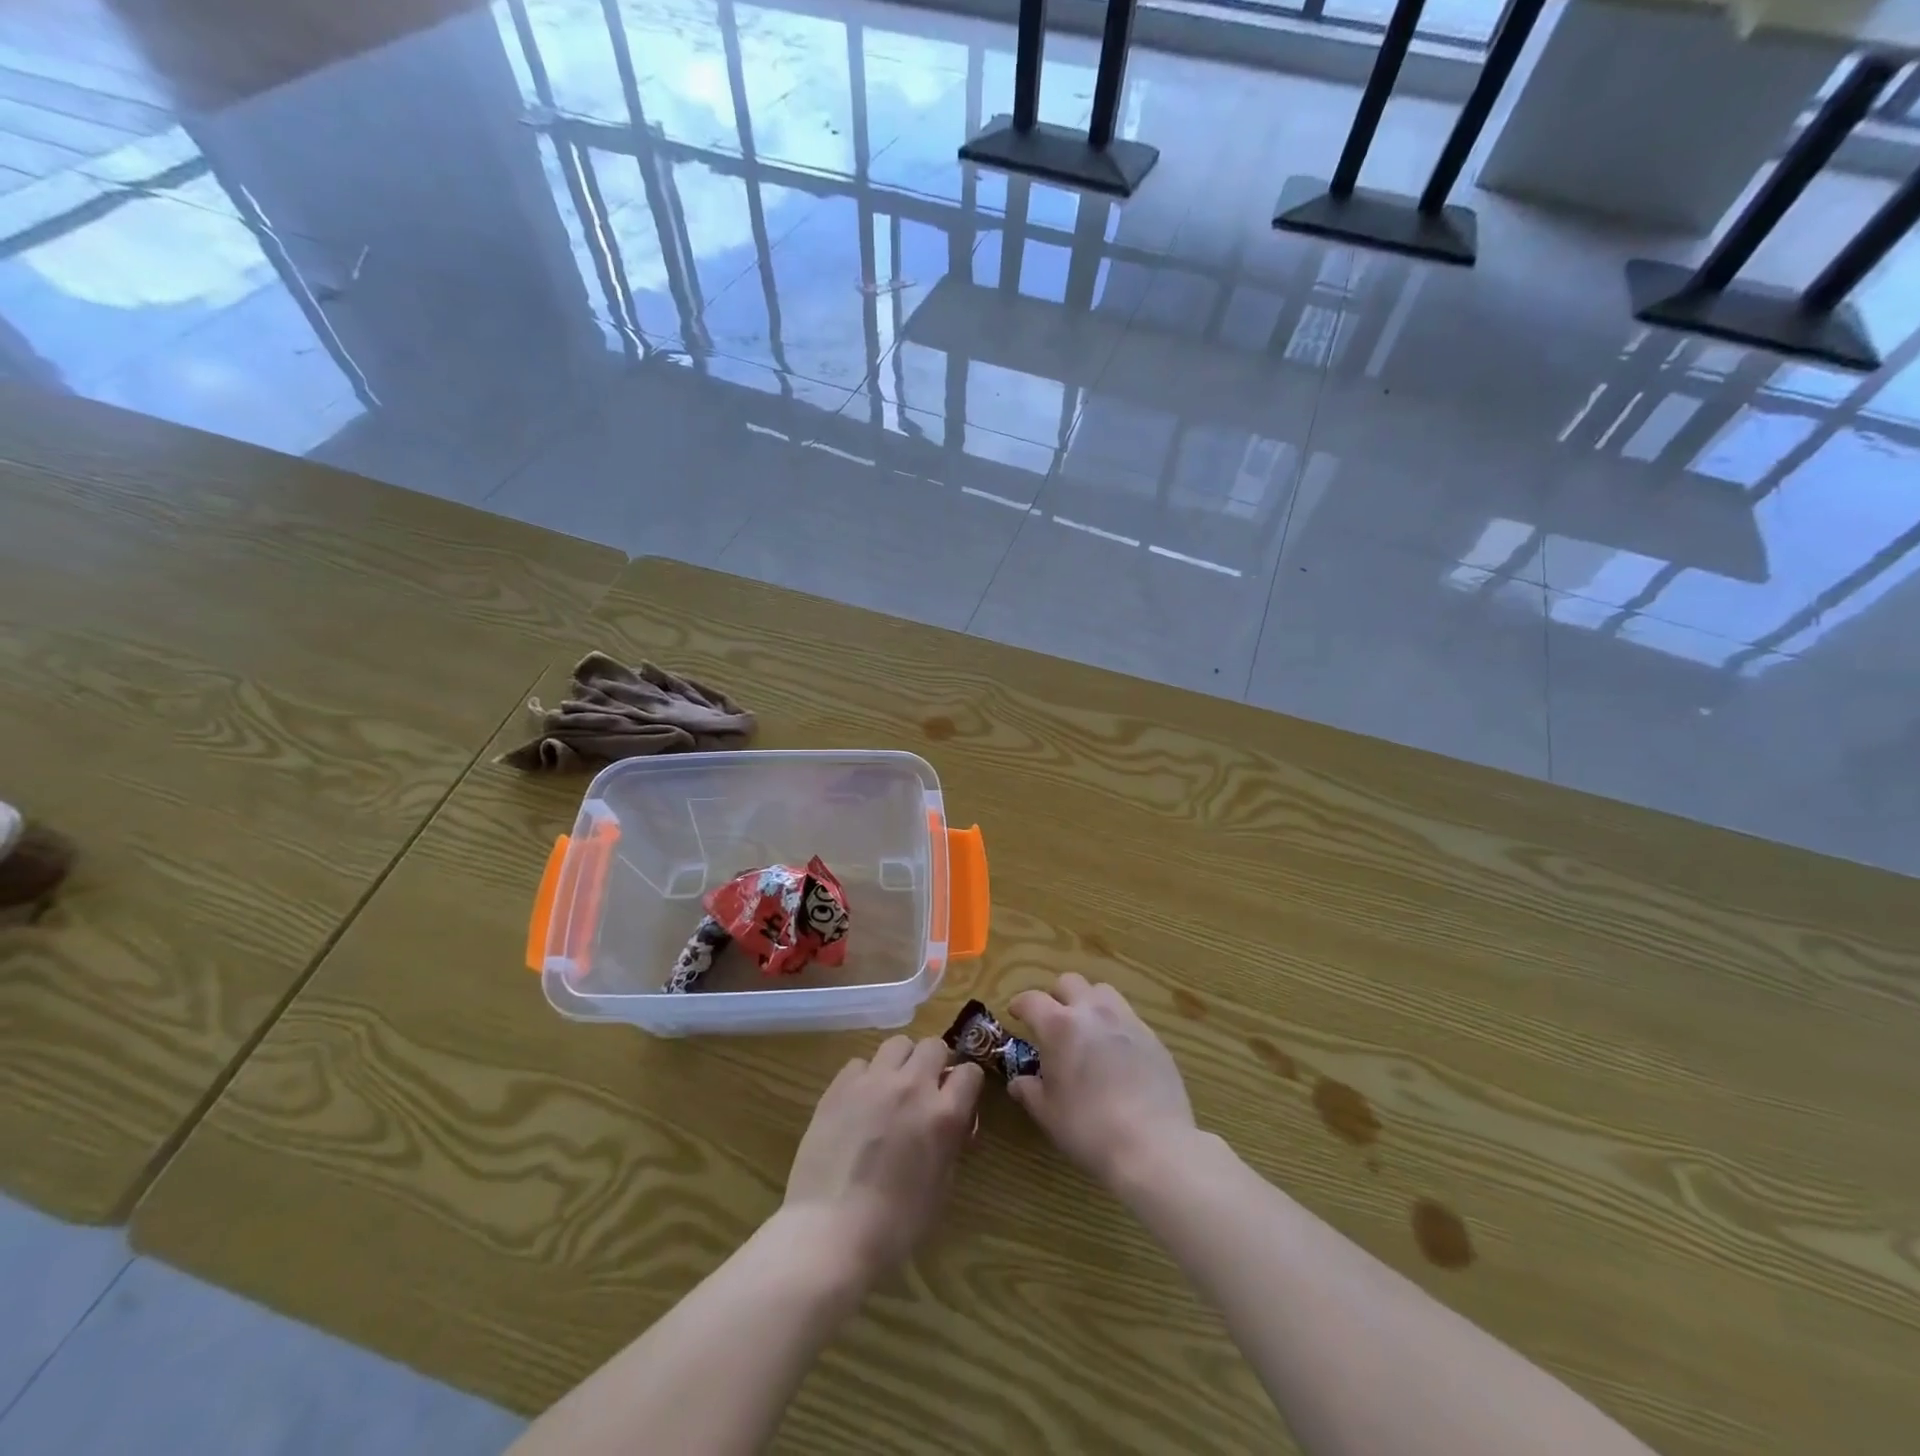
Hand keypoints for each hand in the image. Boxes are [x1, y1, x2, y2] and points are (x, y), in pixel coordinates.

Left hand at [781, 1036, 984, 1284]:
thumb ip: (950, 1144)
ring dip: (902, 1061)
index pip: (970, 1072)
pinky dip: (866, 1076)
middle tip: (926, 1089)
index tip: (958, 1099)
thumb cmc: (895, 1225)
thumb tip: (953, 1125)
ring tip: (892, 1088)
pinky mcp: (840, 1086)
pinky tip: (859, 1103)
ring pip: (898, 1044)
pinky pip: (860, 1063)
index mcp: (944, 1115)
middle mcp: (912, 1086)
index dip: (966, 1085)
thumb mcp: (940, 1188)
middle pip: (934, 1046)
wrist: (830, 1232)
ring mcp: (874, 1081)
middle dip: (935, 1063)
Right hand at [1009, 975, 1196, 1187]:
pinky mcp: (1152, 1036)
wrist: (1153, 1145)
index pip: (1032, 1000)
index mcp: (1059, 1026)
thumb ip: (1029, 1091)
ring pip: (1102, 991)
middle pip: (1069, 982)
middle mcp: (1092, 1012)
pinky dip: (1114, 1024)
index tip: (1016, 1014)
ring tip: (1086, 1029)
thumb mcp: (1048, 1114)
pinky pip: (1127, 1016)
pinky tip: (1115, 1052)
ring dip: (1088, 1002)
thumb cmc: (1088, 1128)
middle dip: (1056, 996)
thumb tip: (1018, 1082)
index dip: (1020, 1004)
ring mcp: (1126, 1020)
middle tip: (1052, 1021)